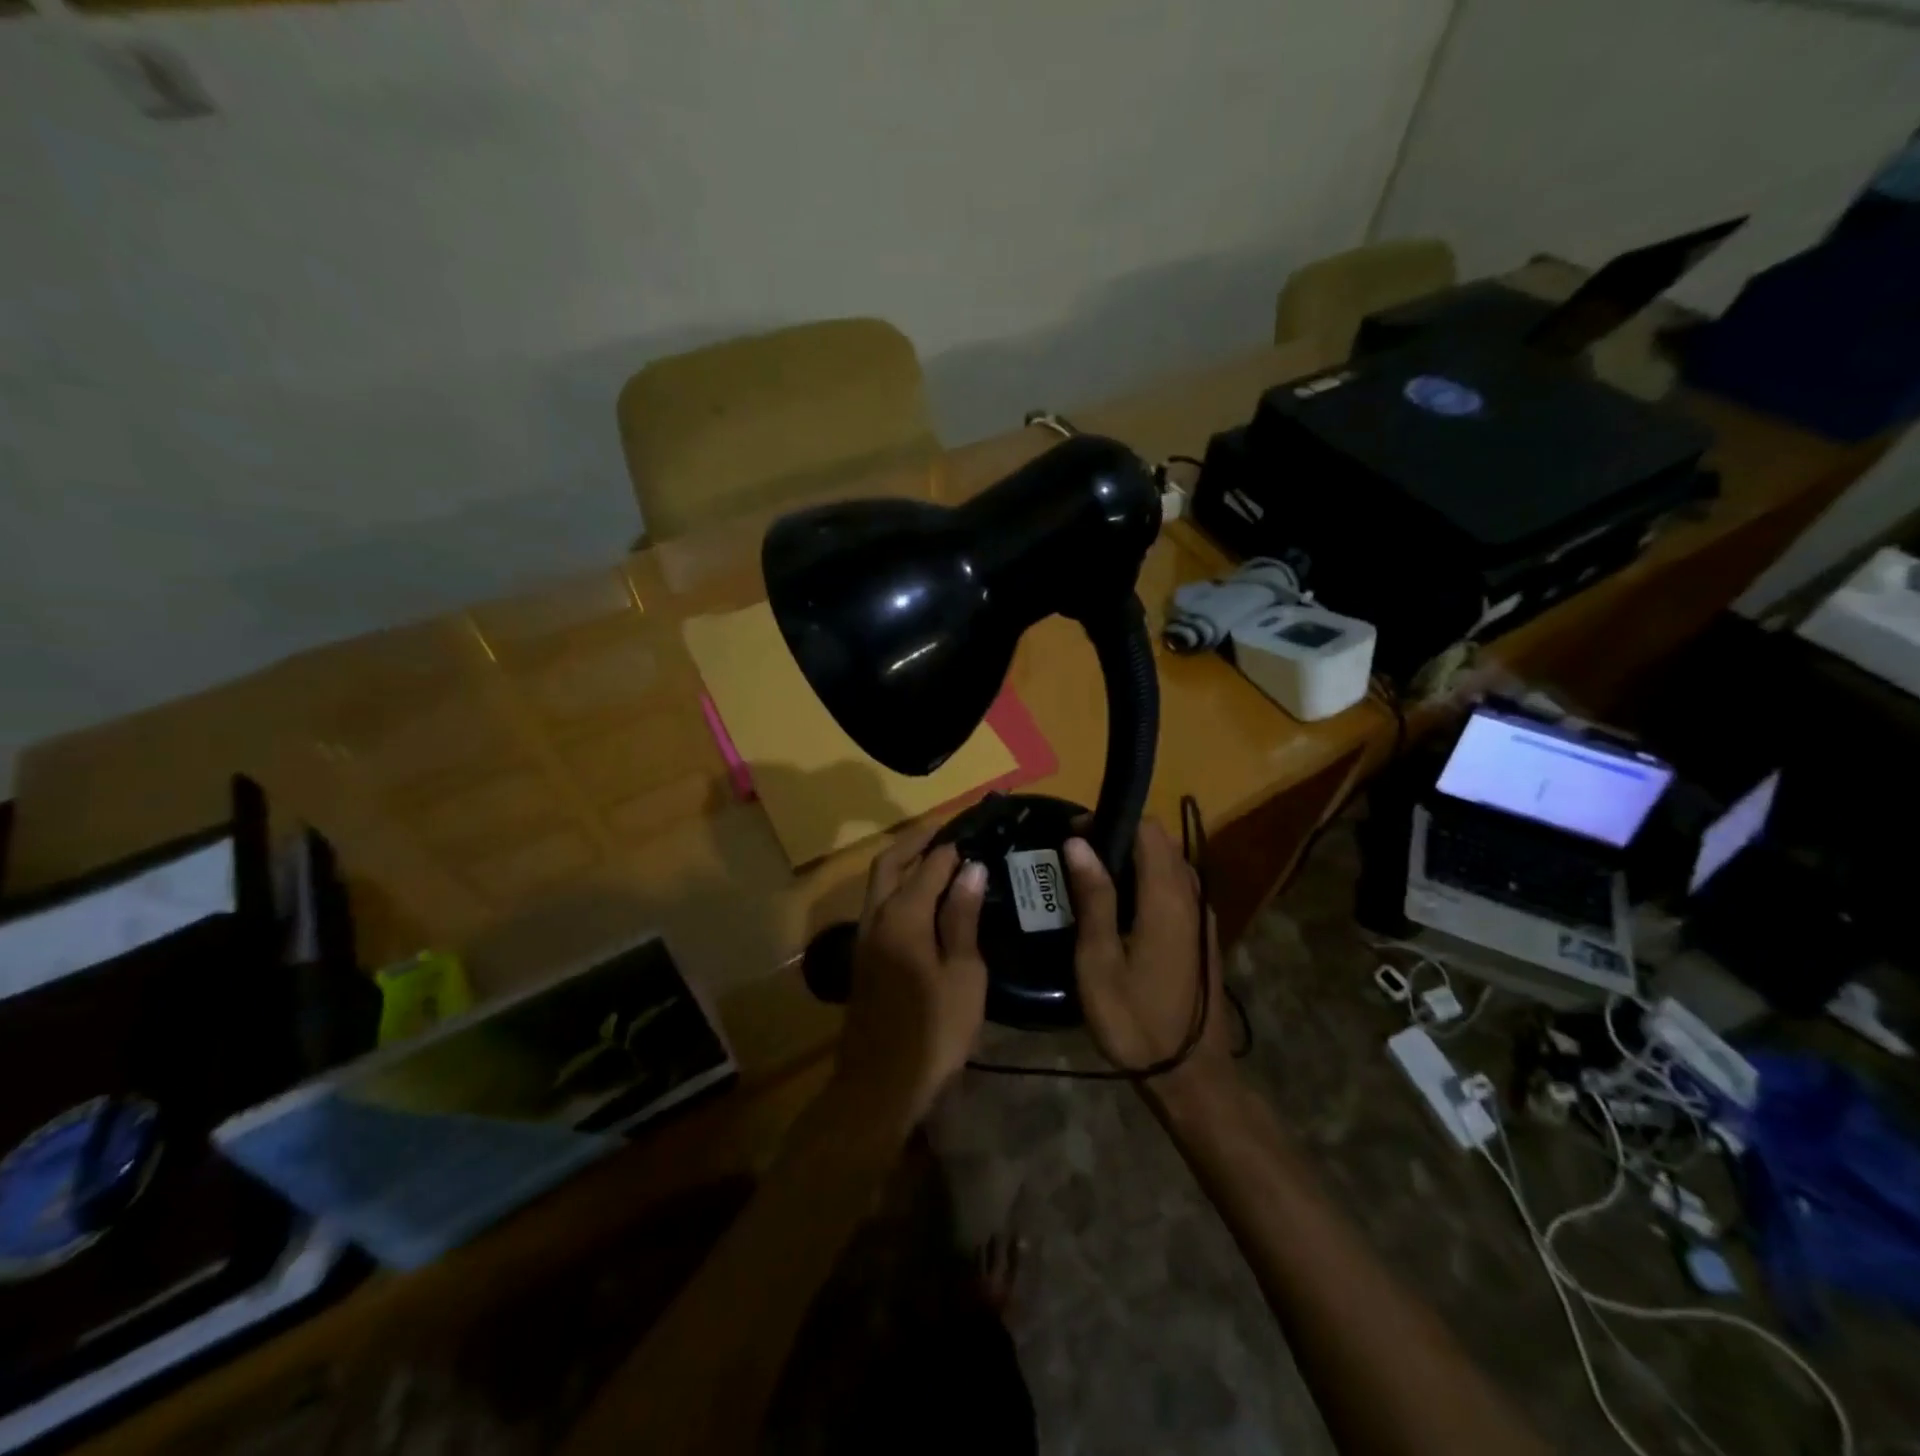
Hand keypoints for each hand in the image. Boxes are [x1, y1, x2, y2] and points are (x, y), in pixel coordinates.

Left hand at [835, 820, 988, 1129]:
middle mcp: (876, 918)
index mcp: (903, 917)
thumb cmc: (934, 1031)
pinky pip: (880, 907)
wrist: (881, 1085)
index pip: (928, 866)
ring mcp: (865, 939)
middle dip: (915, 842)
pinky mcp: (864, 958)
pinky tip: (926, 904)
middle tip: (947, 831)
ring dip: (905, 865)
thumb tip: (971, 869)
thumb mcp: (963, 975)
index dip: (950, 847)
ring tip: (940, 861)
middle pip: (889, 864)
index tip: (974, 833)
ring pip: (880, 886)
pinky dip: (900, 890)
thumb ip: (962, 918)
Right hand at [1065, 822, 1229, 1080]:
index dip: (1110, 822)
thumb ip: (1093, 897)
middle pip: (1160, 843)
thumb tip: (1079, 842)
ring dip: (1134, 860)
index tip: (1074, 835)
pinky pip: (1176, 887)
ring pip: (1170, 864)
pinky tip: (1120, 909)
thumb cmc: (1135, 1020)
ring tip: (1092, 881)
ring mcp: (1202, 916)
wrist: (1190, 1075)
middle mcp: (1192, 897)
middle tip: (1076, 859)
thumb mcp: (1100, 961)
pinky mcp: (1202, 933)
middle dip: (1119, 838)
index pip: (1148, 830)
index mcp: (1167, 898)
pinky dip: (1148, 881)